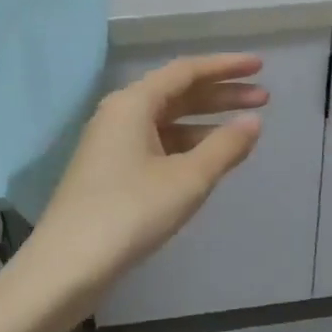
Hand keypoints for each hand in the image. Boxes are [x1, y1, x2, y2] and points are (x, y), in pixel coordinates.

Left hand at [24, 54, 264, 303]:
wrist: (67, 265)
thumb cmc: (131, 212)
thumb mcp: (188, 179)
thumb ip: (225, 146)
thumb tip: (253, 121)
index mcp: (133, 103)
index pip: (186, 71)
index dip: (226, 67)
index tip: (260, 66)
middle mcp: (120, 114)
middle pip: (177, 93)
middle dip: (221, 94)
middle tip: (264, 98)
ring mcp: (112, 143)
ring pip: (167, 120)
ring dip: (206, 121)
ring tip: (244, 128)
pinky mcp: (110, 170)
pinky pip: (157, 143)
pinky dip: (187, 144)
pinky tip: (209, 158)